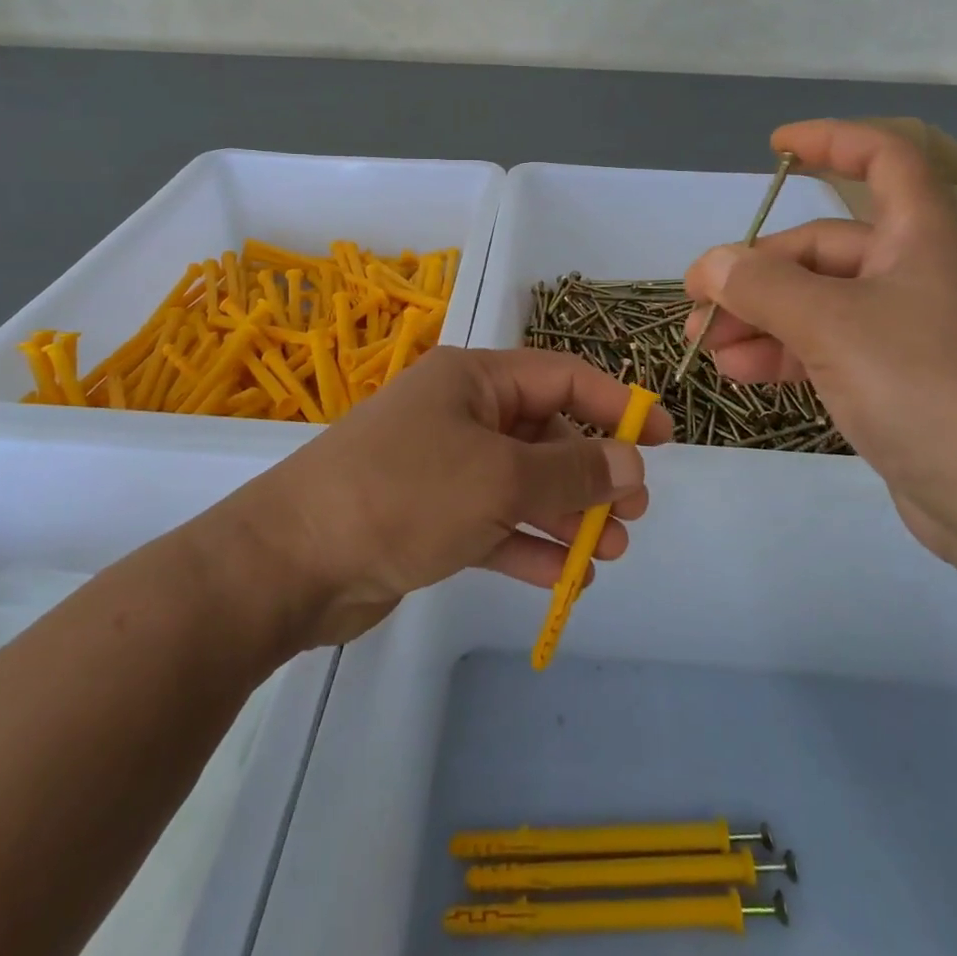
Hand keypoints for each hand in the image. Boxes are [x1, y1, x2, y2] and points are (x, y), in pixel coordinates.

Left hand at [232, 347, 671, 645]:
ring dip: (567, 515)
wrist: (293, 561)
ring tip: (612, 552)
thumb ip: (571, 471)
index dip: (616, 404)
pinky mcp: (430, 517)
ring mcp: (443, 467)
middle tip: (634, 512)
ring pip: (523, 483)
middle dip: (592, 471)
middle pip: (545, 433)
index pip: (562, 377)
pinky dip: (529, 545)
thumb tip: (630, 462)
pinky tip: (566, 578)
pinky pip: (494, 523)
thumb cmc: (405, 493)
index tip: (663, 438)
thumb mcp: (499, 478)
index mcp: (474, 380)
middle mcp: (461, 414)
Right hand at [683, 119, 956, 554]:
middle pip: (824, 248)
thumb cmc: (928, 386)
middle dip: (756, 271)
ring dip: (759, 317)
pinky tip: (739, 371)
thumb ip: (761, 286)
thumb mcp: (831, 325)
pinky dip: (783, 352)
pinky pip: (828, 347)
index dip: (830, 142)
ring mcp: (909, 329)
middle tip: (699, 303)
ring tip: (705, 344)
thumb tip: (709, 265)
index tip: (774, 147)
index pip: (883, 158)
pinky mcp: (898, 380)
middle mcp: (917, 271)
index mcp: (922, 234)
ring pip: (818, 302)